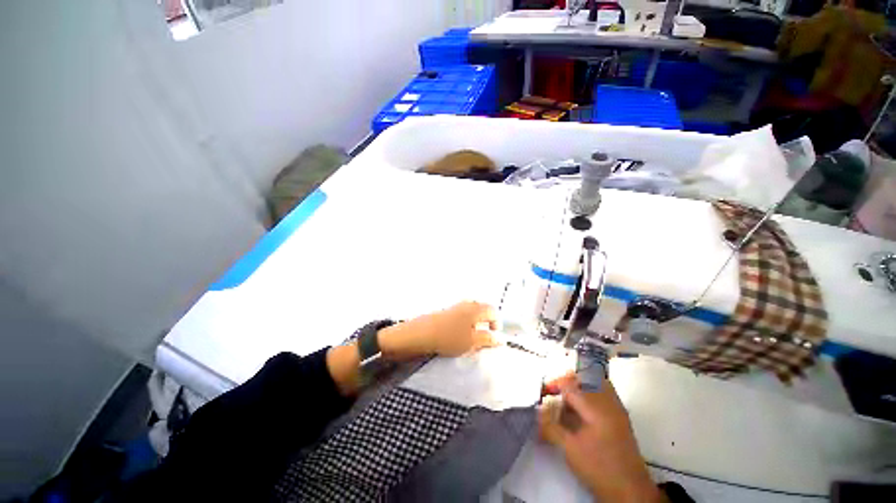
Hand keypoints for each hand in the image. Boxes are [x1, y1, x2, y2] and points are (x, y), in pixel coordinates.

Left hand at [379, 301, 498, 358]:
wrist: (422, 333)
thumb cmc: (449, 337)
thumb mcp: (471, 341)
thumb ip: (488, 339)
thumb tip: (500, 339)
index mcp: (475, 309)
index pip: (493, 311)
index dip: (497, 323)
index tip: (494, 336)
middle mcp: (467, 304)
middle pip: (483, 309)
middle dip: (487, 321)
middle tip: (484, 336)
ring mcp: (456, 306)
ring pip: (472, 311)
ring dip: (476, 322)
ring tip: (472, 336)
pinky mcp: (447, 311)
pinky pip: (463, 314)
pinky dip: (466, 322)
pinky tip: (460, 333)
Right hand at [539, 377, 665, 502]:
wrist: (631, 493)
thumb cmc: (599, 468)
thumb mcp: (570, 448)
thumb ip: (551, 426)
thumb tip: (537, 411)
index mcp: (596, 407)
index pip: (570, 385)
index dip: (553, 385)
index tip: (542, 393)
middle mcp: (609, 402)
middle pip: (586, 377)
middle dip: (567, 380)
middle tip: (554, 392)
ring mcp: (617, 410)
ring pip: (596, 384)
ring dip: (578, 387)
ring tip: (565, 399)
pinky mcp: (620, 419)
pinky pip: (603, 395)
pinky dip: (589, 395)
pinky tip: (579, 411)